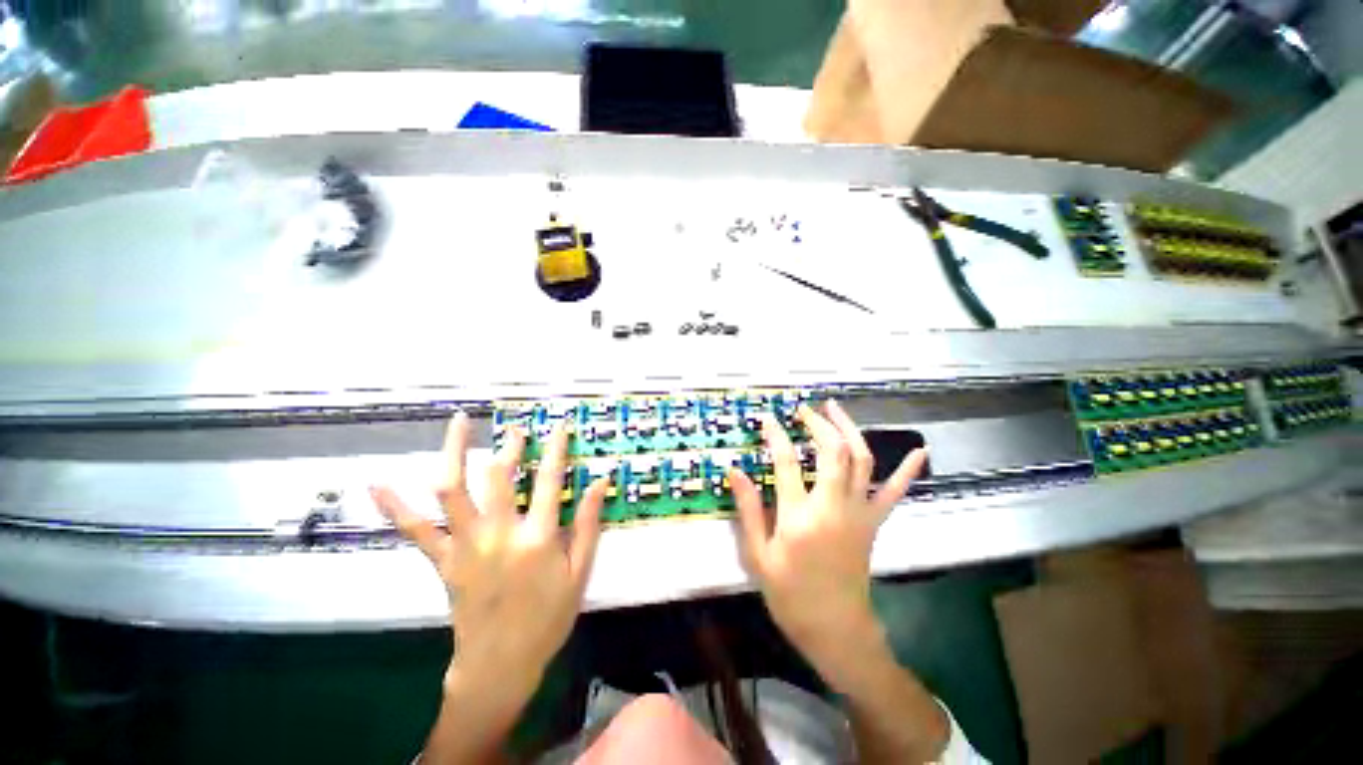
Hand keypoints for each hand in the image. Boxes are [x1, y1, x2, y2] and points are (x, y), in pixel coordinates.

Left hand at [370, 413, 609, 698]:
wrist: (499, 665)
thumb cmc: (547, 618)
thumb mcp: (579, 572)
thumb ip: (588, 523)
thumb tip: (600, 482)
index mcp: (537, 538)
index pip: (550, 480)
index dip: (556, 448)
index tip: (560, 426)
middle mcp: (498, 534)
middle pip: (498, 477)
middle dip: (508, 446)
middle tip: (515, 429)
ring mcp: (465, 546)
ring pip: (452, 491)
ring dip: (453, 453)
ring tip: (458, 424)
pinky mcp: (443, 561)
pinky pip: (416, 531)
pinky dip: (396, 507)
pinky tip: (378, 484)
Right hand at [729, 400, 925, 689]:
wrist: (836, 630)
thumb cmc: (791, 595)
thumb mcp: (759, 556)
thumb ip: (749, 510)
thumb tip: (736, 471)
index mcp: (800, 517)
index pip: (787, 462)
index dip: (776, 435)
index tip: (769, 418)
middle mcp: (833, 507)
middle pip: (833, 451)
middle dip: (818, 423)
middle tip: (802, 409)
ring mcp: (859, 513)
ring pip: (861, 460)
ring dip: (849, 429)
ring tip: (834, 408)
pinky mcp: (874, 522)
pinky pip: (895, 491)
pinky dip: (908, 470)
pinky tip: (919, 450)